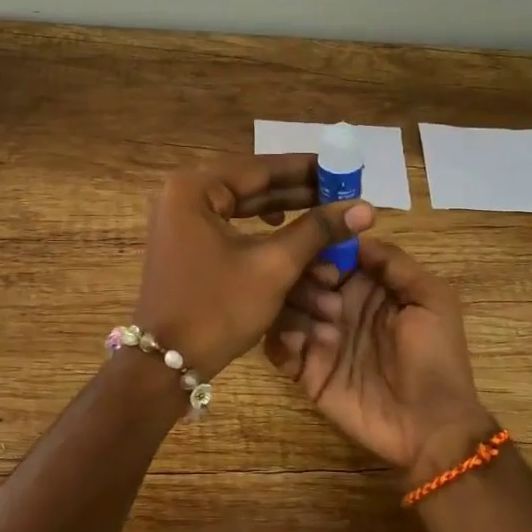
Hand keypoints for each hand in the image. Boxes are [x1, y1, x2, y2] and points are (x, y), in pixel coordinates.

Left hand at [133, 154, 374, 378]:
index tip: (344, 168)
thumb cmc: (218, 308)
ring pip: (247, 216)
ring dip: (289, 228)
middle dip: (302, 200)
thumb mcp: (273, 266)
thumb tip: (364, 208)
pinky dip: (266, 243)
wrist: (167, 364)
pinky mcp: (189, 249)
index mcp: (194, 189)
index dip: (307, 170)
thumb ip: (317, 230)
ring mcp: (183, 224)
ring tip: (330, 229)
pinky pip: (234, 235)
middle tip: (343, 198)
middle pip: (254, 190)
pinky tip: (295, 246)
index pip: (261, 168)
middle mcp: (184, 197)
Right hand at [264, 238, 497, 476]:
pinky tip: (303, 346)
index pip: (331, 254)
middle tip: (330, 304)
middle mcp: (338, 306)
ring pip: (284, 306)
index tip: (332, 268)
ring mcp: (319, 338)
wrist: (430, 426)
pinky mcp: (304, 370)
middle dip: (308, 282)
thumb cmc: (436, 358)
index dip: (325, 252)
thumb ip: (395, 263)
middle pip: (302, 276)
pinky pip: (276, 345)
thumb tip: (355, 234)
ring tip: (325, 333)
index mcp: (367, 286)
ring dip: (298, 311)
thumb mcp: (432, 300)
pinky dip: (281, 339)